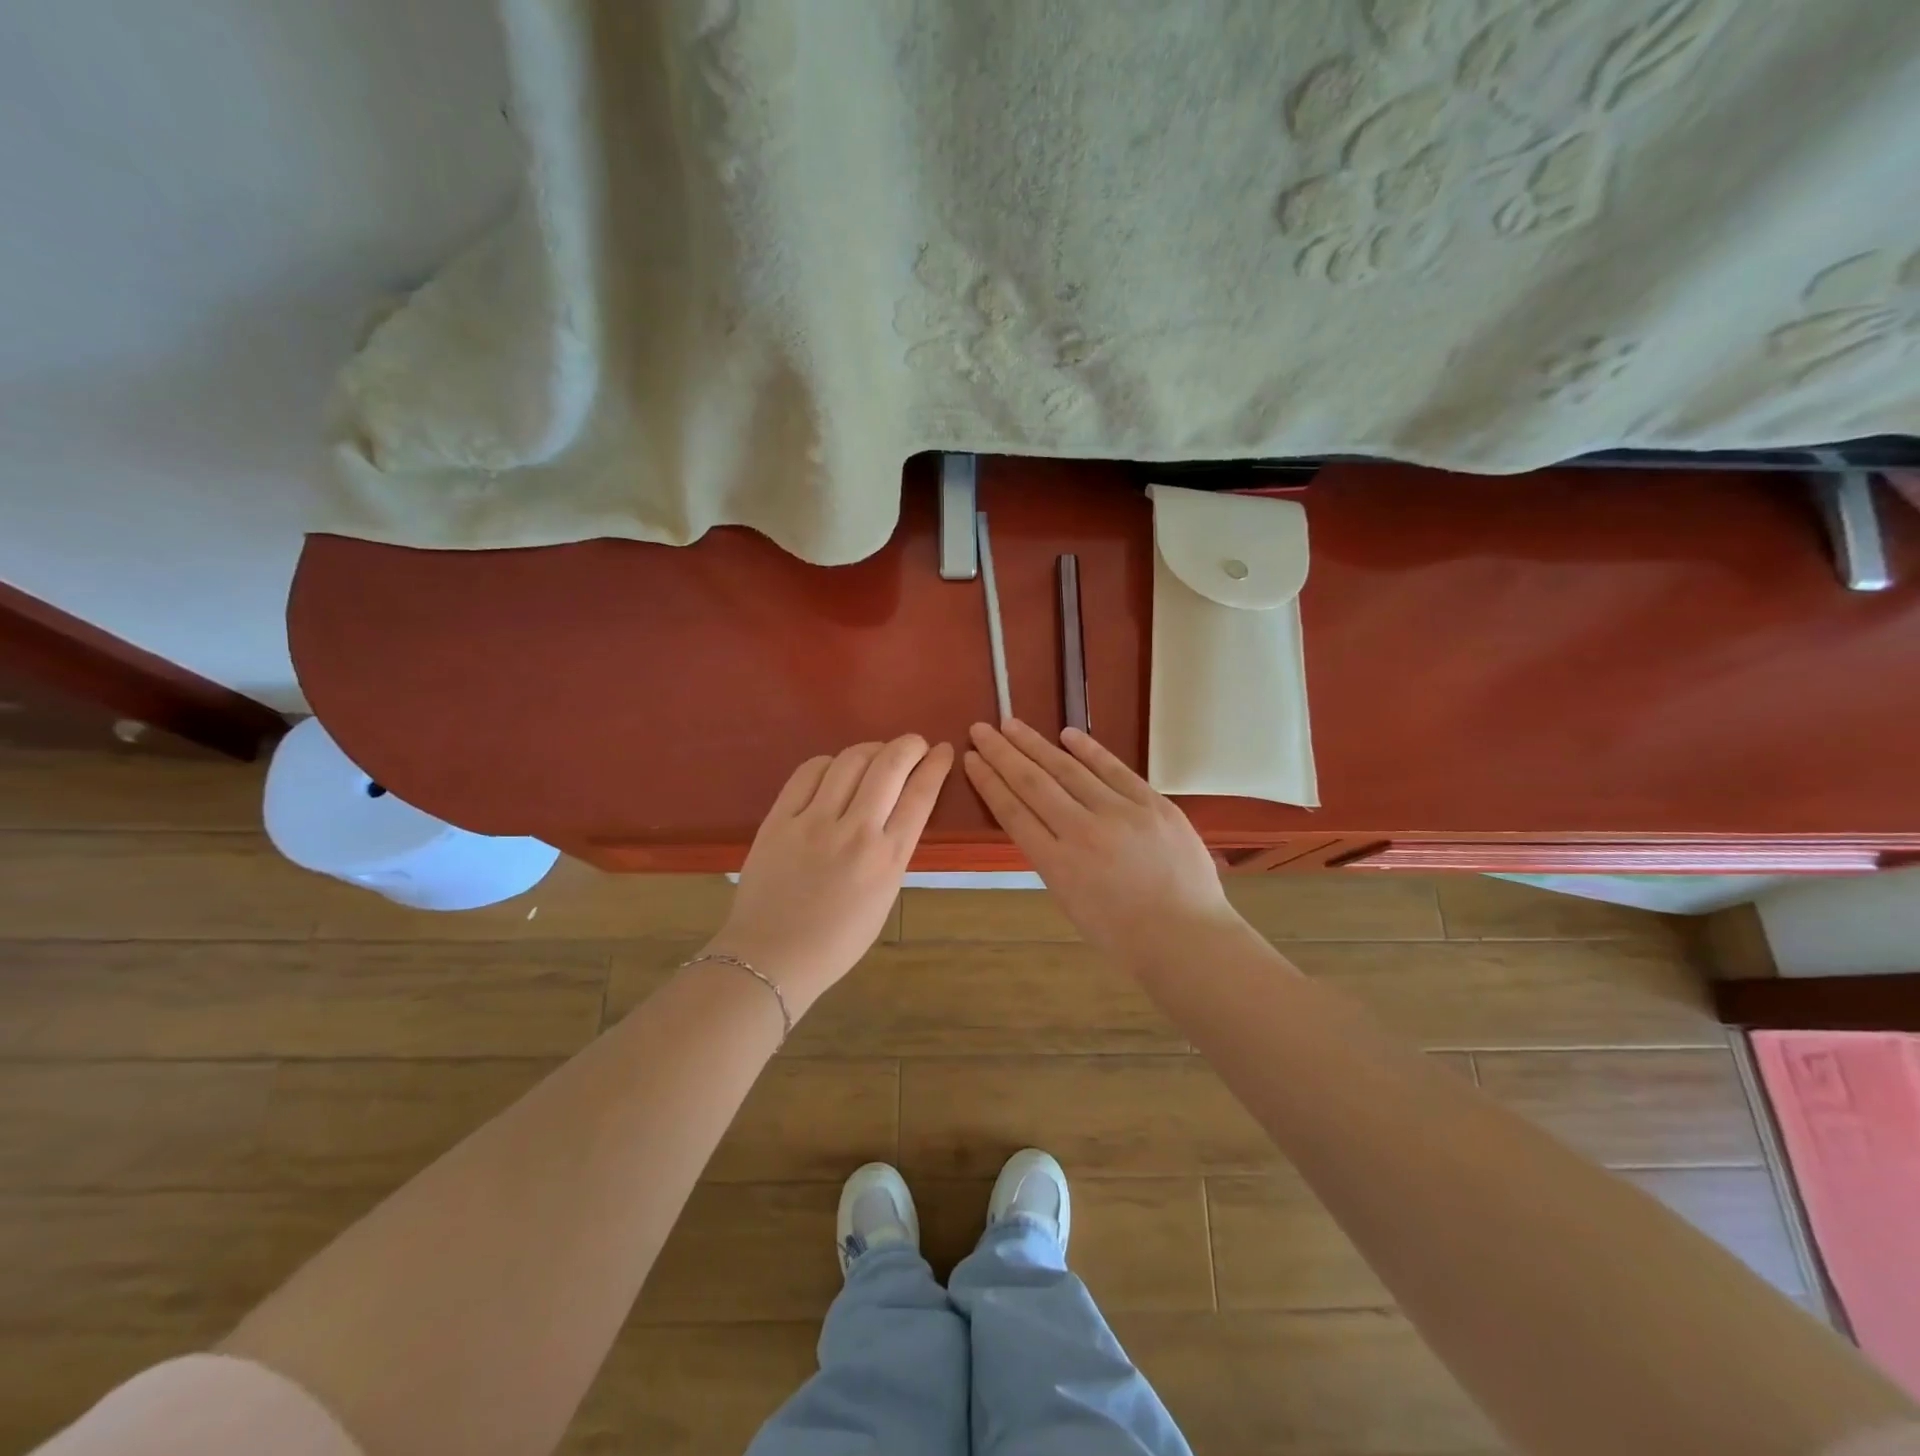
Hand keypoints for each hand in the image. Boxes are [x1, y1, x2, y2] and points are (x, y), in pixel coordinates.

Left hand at [707, 736, 952, 1013]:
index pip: (920, 795)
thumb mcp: (884, 898)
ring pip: (850, 760)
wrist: (771, 957)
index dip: (936, 765)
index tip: (942, 750)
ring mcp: (814, 821)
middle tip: (914, 744)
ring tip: (877, 753)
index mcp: (887, 859)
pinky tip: (835, 768)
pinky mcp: (779, 819)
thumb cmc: (836, 941)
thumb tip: (896, 812)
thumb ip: (893, 852)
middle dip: (909, 745)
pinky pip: (808, 772)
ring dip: (872, 748)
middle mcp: (856, 832)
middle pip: (890, 766)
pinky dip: (829, 762)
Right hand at [963, 720, 1242, 967]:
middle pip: (1033, 783)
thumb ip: (1052, 859)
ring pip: (1068, 770)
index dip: (989, 782)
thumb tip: (1043, 824)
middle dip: (1002, 753)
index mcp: (1056, 864)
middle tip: (981, 728)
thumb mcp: (1070, 902)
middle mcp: (1081, 832)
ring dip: (1036, 744)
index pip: (1013, 812)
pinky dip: (1089, 750)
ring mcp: (1120, 813)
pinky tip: (1066, 734)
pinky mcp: (1152, 804)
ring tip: (1012, 724)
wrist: (1186, 938)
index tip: (972, 759)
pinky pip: (1115, 770)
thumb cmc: (1123, 936)